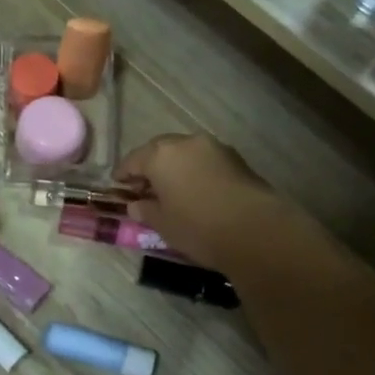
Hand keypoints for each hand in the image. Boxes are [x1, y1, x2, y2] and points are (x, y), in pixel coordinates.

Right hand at [114, 134, 299, 274]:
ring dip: (175, 167)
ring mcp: (214, 148)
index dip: (123, 174)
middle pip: (159, 151)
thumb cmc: (198, 227)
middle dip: (150, 167)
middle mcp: (186, 143)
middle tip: (144, 188)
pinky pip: (205, 161)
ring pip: (185, 154)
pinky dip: (195, 171)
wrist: (256, 231)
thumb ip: (145, 210)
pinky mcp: (236, 159)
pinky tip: (196, 191)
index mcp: (160, 155)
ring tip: (172, 190)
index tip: (118, 186)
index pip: (133, 160)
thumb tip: (136, 204)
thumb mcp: (163, 224)